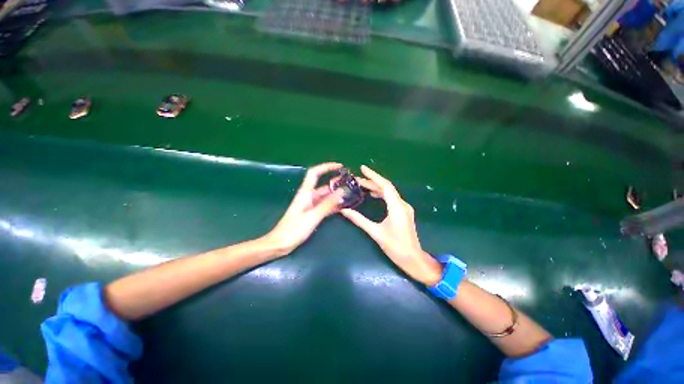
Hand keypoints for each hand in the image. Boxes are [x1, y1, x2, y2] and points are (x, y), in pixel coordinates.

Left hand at [264, 162, 344, 255]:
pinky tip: (342, 206)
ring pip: (325, 196)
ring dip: (336, 194)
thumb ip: (327, 204)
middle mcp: (308, 196)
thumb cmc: (293, 230)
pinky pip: (324, 205)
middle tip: (350, 183)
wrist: (279, 244)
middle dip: (336, 182)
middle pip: (323, 185)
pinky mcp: (311, 213)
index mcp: (305, 193)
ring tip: (350, 194)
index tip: (340, 166)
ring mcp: (309, 205)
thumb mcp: (312, 216)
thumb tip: (341, 192)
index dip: (326, 167)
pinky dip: (332, 204)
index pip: (315, 173)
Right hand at [340, 165, 441, 284]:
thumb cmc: (395, 247)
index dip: (374, 175)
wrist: (412, 259)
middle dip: (372, 181)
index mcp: (396, 207)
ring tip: (362, 185)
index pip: (385, 185)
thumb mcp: (375, 232)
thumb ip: (359, 220)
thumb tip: (344, 210)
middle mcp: (402, 204)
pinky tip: (373, 195)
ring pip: (389, 192)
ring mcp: (404, 208)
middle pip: (387, 187)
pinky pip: (392, 198)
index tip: (362, 168)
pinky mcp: (404, 212)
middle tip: (357, 179)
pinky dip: (381, 194)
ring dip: (376, 187)